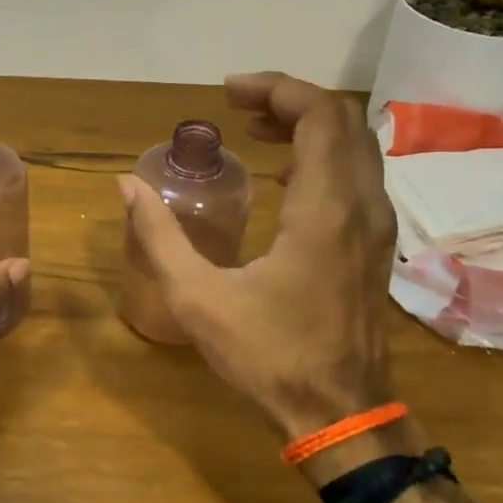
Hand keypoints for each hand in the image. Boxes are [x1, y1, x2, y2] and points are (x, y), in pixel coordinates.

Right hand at [119, 72, 396, 445]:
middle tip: (237, 108)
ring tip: (254, 132)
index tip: (228, 93)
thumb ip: (159, 236)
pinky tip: (282, 176)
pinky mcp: (375, 244)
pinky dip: (322, 155)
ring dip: (308, 126)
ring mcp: (376, 225)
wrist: (340, 413)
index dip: (275, 89)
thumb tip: (127, 185)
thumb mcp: (197, 297)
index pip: (318, 115)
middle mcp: (361, 205)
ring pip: (355, 146)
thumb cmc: (268, 355)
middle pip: (341, 120)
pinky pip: (357, 175)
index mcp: (323, 210)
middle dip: (289, 101)